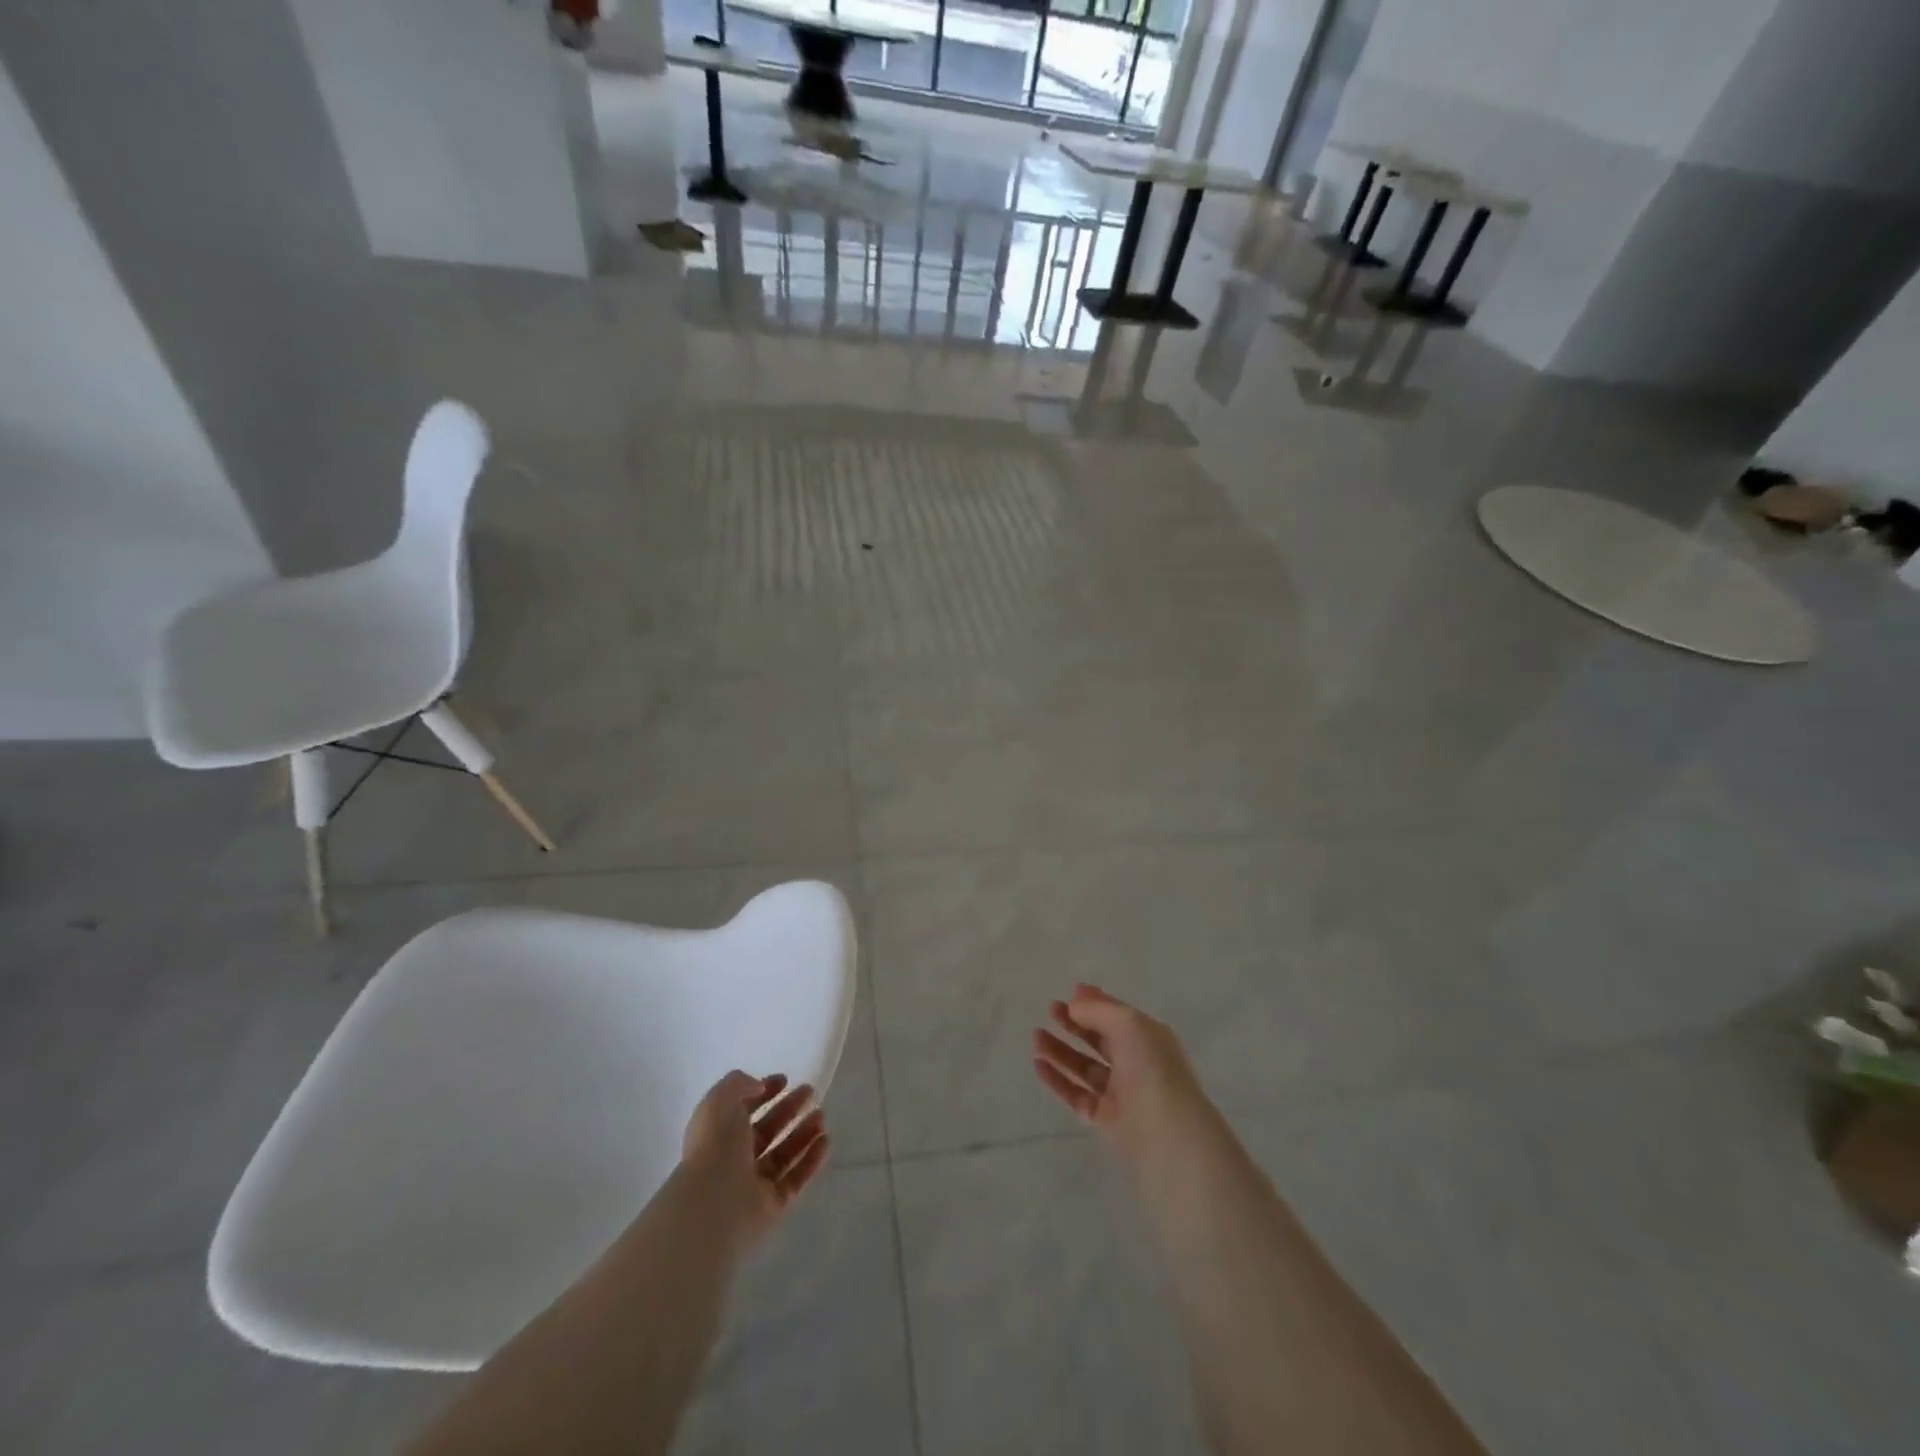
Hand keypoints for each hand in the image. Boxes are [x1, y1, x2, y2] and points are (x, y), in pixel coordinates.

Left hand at [680, 1071, 828, 1250]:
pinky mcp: (773, 1205)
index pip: (744, 1110)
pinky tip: (826, 1141)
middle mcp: (735, 1159)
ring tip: (821, 1116)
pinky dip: (812, 1160)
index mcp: (718, 1134)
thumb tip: (760, 1086)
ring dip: (804, 1133)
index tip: (785, 1080)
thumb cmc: (714, 1146)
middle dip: (789, 1109)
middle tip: (811, 1093)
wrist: (714, 1205)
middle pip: (767, 1130)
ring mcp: (754, 1184)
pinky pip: (796, 1179)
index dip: (763, 1093)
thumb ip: (739, 1084)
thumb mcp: (720, 1100)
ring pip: (783, 1154)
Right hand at [1033, 983, 1207, 1160]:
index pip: (1118, 1015)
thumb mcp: (1127, 1023)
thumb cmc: (1151, 1068)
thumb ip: (1098, 1010)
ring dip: (1061, 1050)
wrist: (1166, 1134)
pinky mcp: (1105, 1119)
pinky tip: (1039, 1064)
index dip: (1096, 1003)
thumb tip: (1074, 1007)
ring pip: (1084, 1067)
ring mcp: (1120, 1093)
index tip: (1071, 992)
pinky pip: (1076, 1094)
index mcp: (1148, 1038)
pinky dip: (1058, 1079)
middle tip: (1050, 1010)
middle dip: (1075, 1024)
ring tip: (1036, 1036)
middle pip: (1100, 1039)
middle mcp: (1136, 1063)